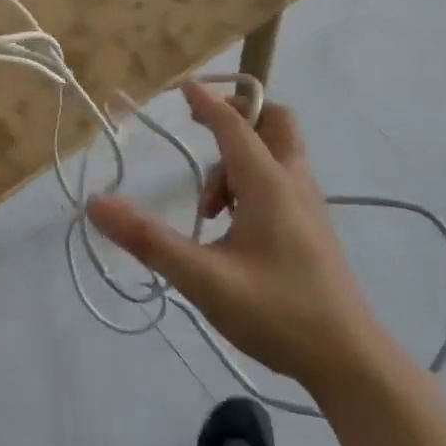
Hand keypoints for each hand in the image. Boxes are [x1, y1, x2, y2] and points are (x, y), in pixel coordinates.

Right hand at [85, 84, 378, 386]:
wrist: (349, 360)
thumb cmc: (276, 313)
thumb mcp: (203, 279)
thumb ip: (149, 240)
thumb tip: (97, 204)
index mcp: (269, 184)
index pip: (233, 125)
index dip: (206, 102)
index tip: (182, 85)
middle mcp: (294, 182)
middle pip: (275, 122)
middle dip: (239, 116)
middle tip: (204, 131)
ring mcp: (310, 205)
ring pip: (279, 153)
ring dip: (242, 158)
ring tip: (209, 209)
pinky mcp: (314, 228)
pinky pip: (283, 178)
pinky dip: (255, 179)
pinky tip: (233, 226)